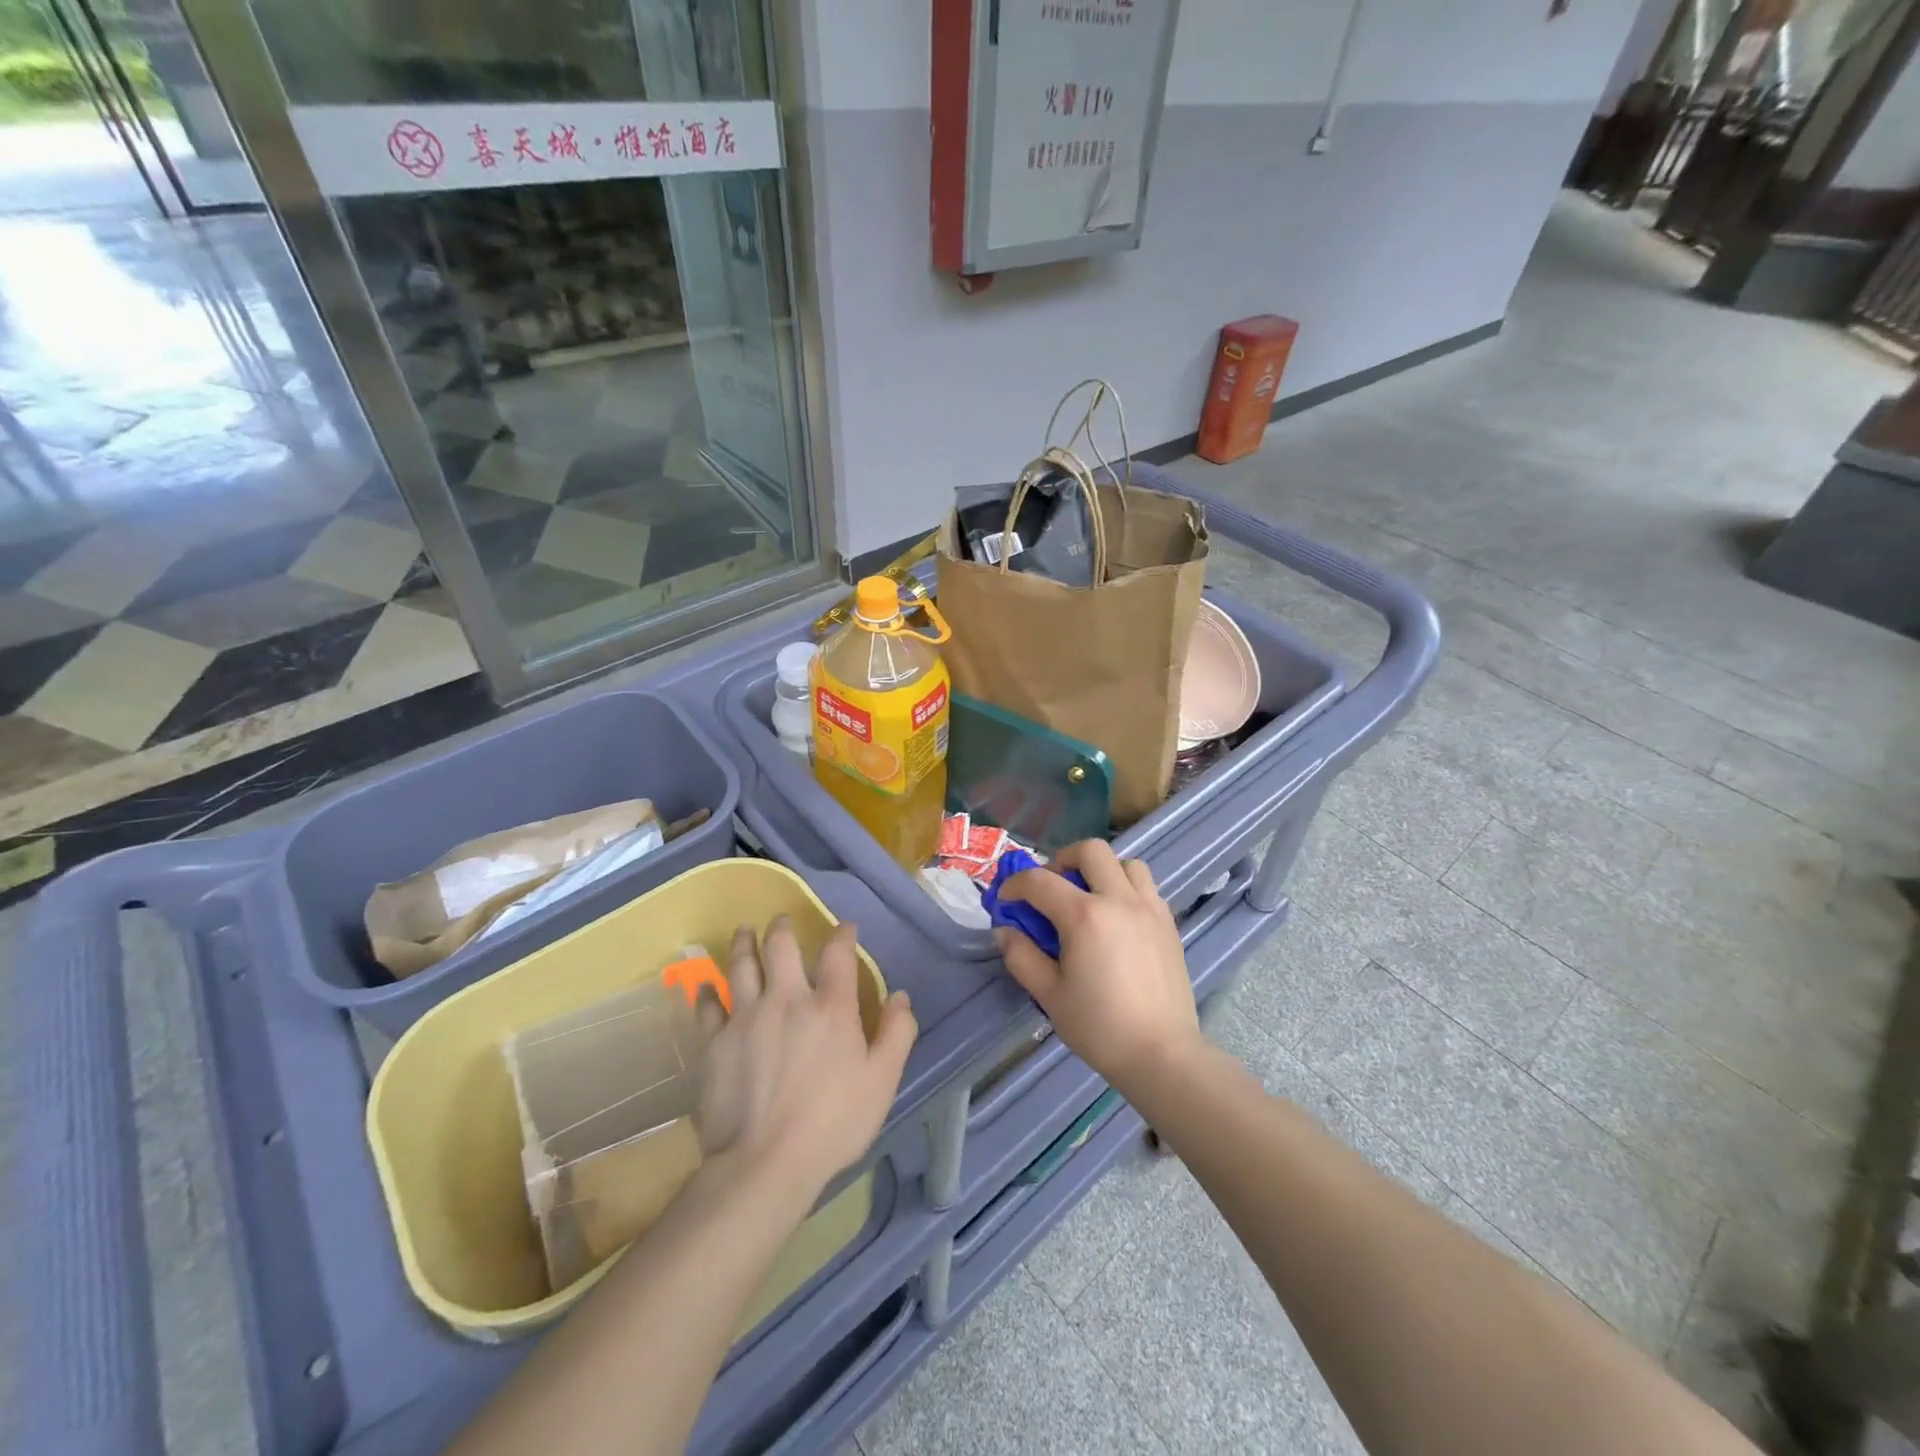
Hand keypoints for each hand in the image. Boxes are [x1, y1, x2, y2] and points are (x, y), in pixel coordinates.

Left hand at [694, 918, 915, 1206]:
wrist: (764, 1164)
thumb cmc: (833, 1122)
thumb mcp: (882, 1081)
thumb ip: (897, 1033)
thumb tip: (901, 996)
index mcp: (830, 1007)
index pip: (838, 954)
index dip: (843, 934)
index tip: (846, 927)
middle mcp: (787, 999)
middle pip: (781, 947)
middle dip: (783, 928)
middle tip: (781, 920)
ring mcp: (746, 1017)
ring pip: (741, 965)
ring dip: (744, 943)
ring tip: (744, 931)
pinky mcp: (715, 1043)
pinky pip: (707, 1006)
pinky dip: (708, 991)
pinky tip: (706, 985)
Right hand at [994, 840, 1200, 1093]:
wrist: (1161, 1054)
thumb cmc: (1099, 1026)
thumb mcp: (1048, 994)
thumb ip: (1022, 955)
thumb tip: (1006, 930)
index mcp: (1084, 915)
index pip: (1040, 881)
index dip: (1015, 885)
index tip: (1006, 901)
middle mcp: (1119, 899)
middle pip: (1090, 850)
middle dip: (1062, 860)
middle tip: (1051, 887)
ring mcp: (1149, 908)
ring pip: (1125, 862)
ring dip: (1100, 870)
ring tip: (1088, 897)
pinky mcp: (1168, 922)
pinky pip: (1145, 886)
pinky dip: (1125, 887)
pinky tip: (1115, 918)